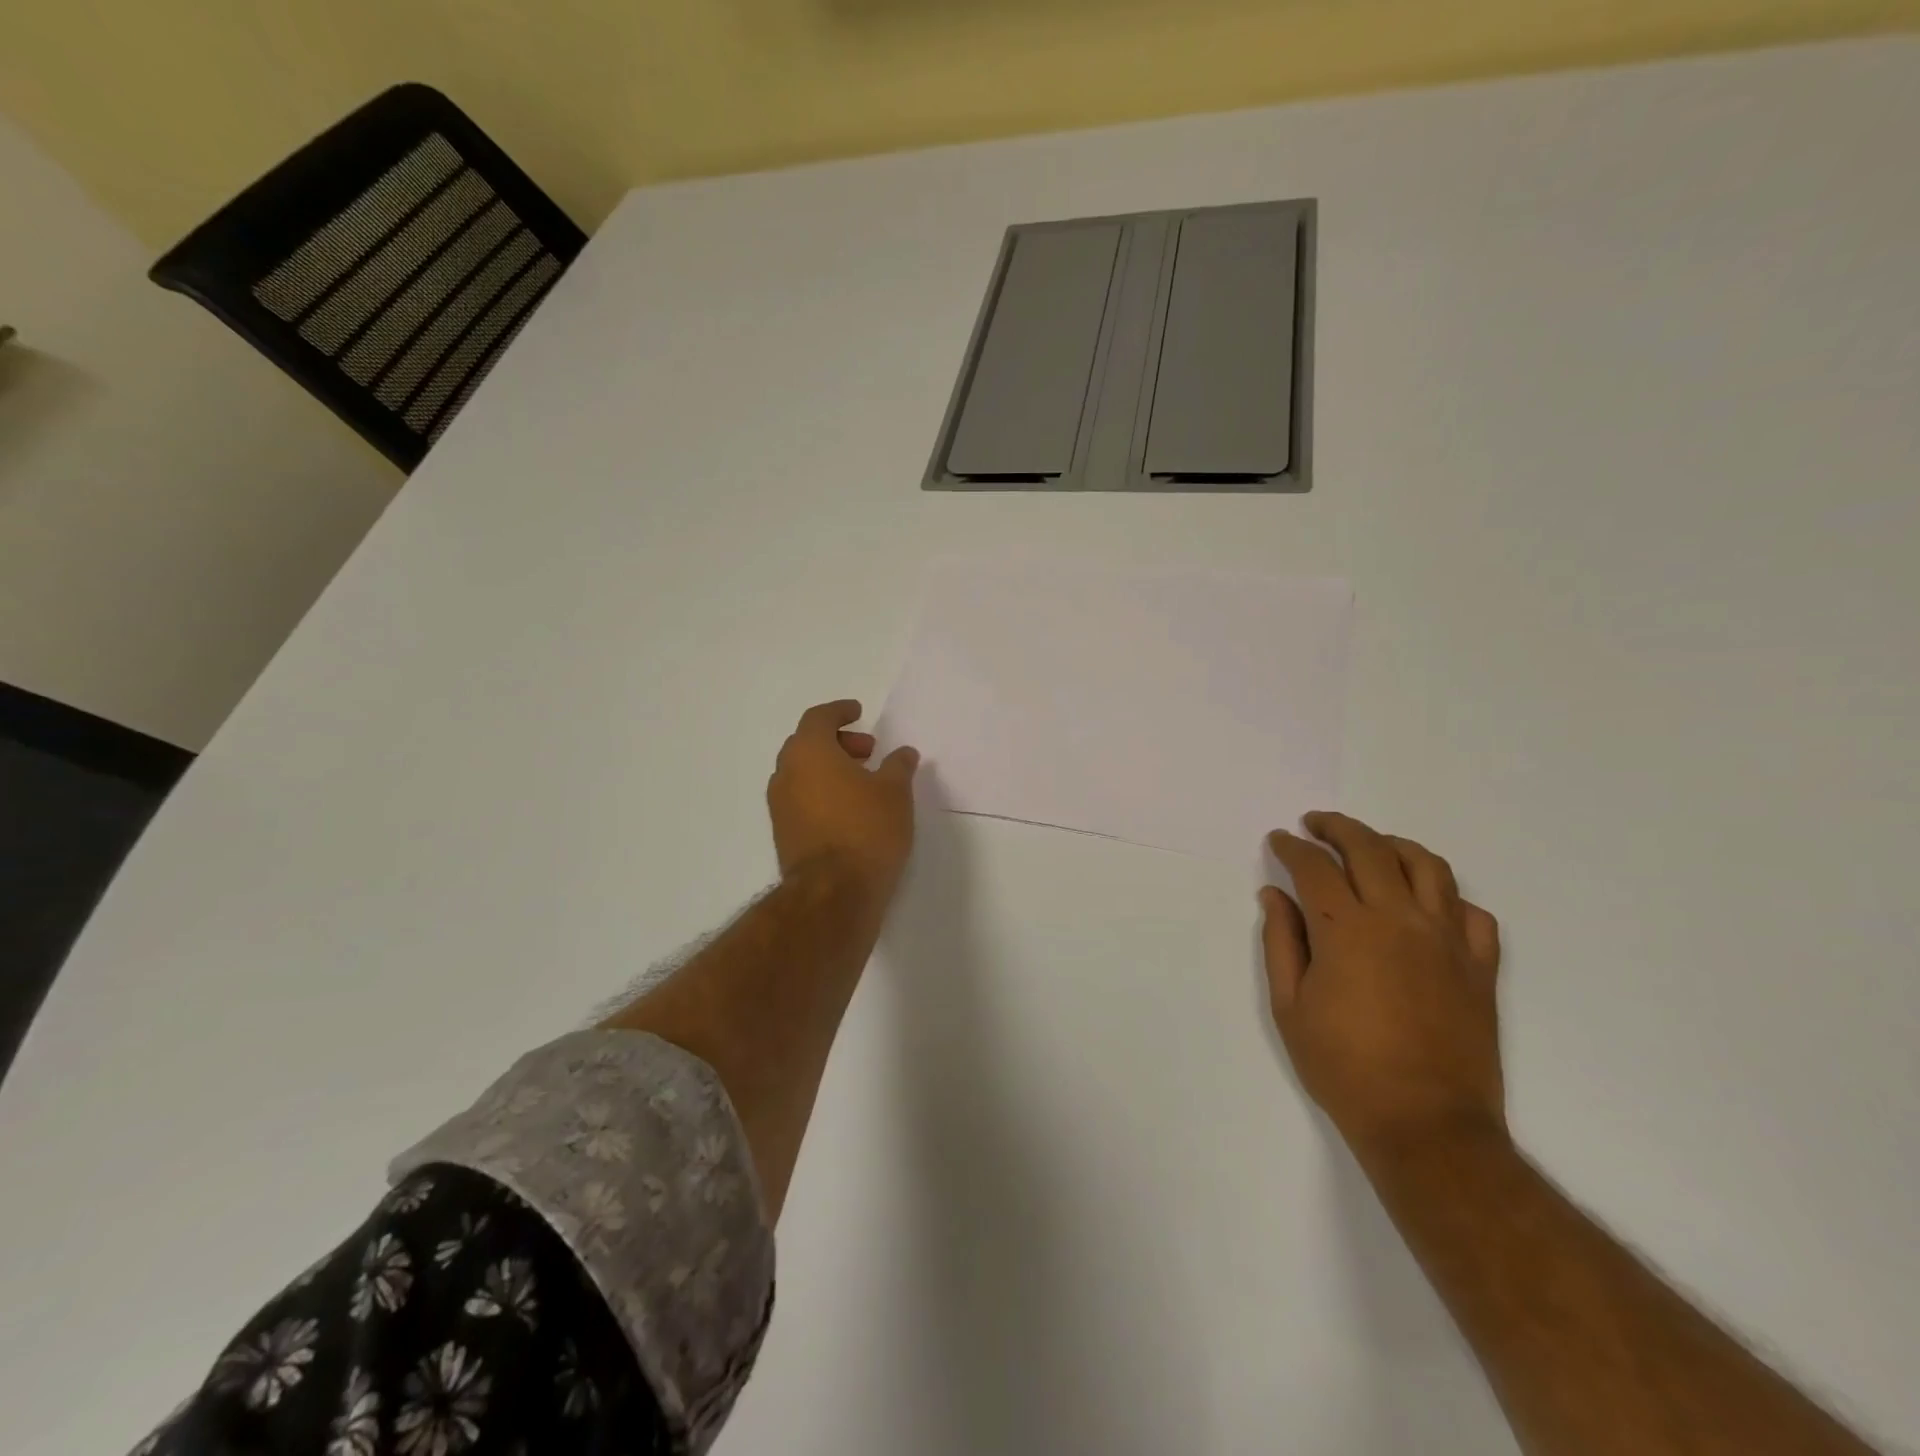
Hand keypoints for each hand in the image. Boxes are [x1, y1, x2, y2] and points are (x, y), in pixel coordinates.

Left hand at [767, 700, 919, 902]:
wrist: (834, 893)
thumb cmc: (867, 830)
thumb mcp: (895, 792)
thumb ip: (898, 766)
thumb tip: (903, 753)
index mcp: (809, 752)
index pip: (818, 718)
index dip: (839, 712)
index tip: (859, 713)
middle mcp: (786, 773)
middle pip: (807, 743)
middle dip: (838, 742)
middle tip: (869, 752)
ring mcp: (780, 805)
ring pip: (802, 772)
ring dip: (830, 768)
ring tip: (864, 783)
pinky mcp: (783, 833)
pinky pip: (801, 798)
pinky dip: (822, 792)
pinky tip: (850, 809)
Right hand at [1261, 812, 1504, 1160]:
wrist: (1426, 1125)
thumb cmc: (1343, 1067)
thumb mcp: (1290, 1006)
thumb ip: (1281, 942)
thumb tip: (1274, 896)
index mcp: (1347, 930)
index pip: (1314, 867)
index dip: (1291, 847)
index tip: (1278, 840)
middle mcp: (1399, 919)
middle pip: (1369, 849)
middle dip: (1336, 828)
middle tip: (1315, 824)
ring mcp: (1448, 940)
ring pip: (1426, 866)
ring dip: (1392, 845)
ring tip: (1371, 846)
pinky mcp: (1480, 967)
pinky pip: (1471, 911)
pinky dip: (1445, 895)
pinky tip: (1425, 902)